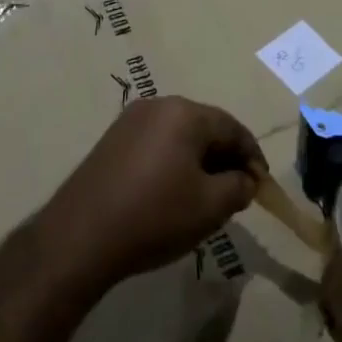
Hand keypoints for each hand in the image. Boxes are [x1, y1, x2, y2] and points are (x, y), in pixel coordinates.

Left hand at [39, 97, 263, 290]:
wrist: (80, 236)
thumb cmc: (154, 216)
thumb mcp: (209, 208)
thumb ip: (237, 188)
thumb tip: (246, 180)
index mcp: (186, 113)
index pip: (233, 128)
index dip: (252, 157)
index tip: (261, 186)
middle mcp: (159, 105)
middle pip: (205, 127)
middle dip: (225, 158)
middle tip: (236, 192)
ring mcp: (131, 120)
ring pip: (179, 135)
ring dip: (198, 161)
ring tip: (206, 196)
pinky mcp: (112, 140)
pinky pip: (156, 144)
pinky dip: (172, 163)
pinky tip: (171, 193)